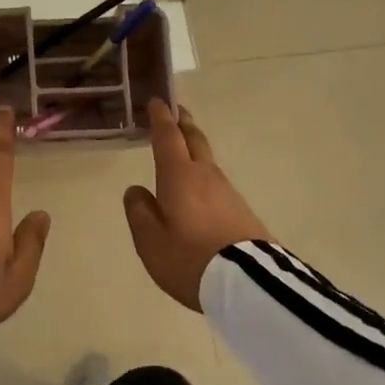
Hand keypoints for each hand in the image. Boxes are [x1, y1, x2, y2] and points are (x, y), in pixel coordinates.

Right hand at [124, 100, 270, 311]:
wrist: (247, 284)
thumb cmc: (190, 258)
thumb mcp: (150, 241)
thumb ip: (139, 211)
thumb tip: (136, 190)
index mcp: (179, 176)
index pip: (168, 137)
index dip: (161, 117)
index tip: (157, 101)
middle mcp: (205, 175)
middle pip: (194, 140)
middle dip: (183, 123)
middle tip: (176, 111)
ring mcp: (227, 191)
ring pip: (207, 160)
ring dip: (195, 147)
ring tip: (185, 147)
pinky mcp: (241, 210)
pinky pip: (217, 182)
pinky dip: (204, 174)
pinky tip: (201, 187)